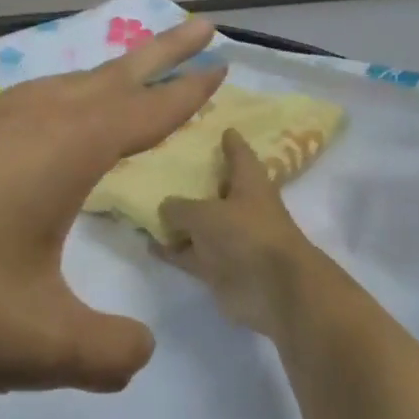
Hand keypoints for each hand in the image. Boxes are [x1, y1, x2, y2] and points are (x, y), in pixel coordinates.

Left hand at [0, 21, 225, 395]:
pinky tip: (38, 128)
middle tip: (198, 30)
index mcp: (62, 153)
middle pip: (107, 77)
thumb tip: (140, 352)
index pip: (145, 112)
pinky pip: (16, 108)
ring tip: (125, 78)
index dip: (188, 92)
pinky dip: (52, 103)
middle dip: (158, 55)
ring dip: (101, 76)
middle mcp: (24, 124)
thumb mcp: (38, 344)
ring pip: (56, 87)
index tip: (222, 63)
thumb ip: (108, 353)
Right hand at [155, 129, 330, 338]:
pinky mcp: (219, 268)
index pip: (239, 155)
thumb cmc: (246, 235)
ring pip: (198, 226)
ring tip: (144, 206)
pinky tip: (148, 243)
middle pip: (214, 191)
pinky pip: (190, 254)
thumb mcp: (205, 213)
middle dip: (193, 182)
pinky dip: (172, 250)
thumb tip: (165, 207)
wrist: (273, 289)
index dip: (231, 142)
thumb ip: (180, 207)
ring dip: (177, 221)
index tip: (222, 129)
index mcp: (249, 184)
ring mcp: (230, 241)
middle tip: (163, 167)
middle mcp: (241, 209)